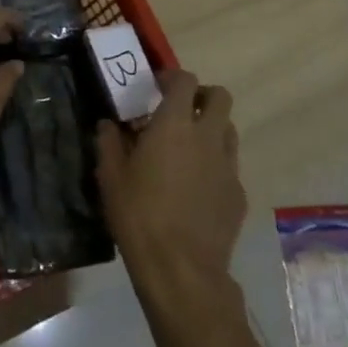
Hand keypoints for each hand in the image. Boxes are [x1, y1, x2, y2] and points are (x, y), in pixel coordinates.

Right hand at [96, 70, 243, 292]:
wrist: (181, 269)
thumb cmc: (139, 215)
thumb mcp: (110, 176)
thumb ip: (109, 143)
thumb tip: (108, 125)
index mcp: (175, 125)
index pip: (185, 80)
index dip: (172, 78)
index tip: (157, 87)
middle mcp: (207, 137)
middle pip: (220, 97)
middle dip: (202, 96)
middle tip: (180, 111)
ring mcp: (228, 166)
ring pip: (229, 130)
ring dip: (211, 129)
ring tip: (188, 148)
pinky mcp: (238, 194)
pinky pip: (229, 166)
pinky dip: (215, 165)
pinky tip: (196, 188)